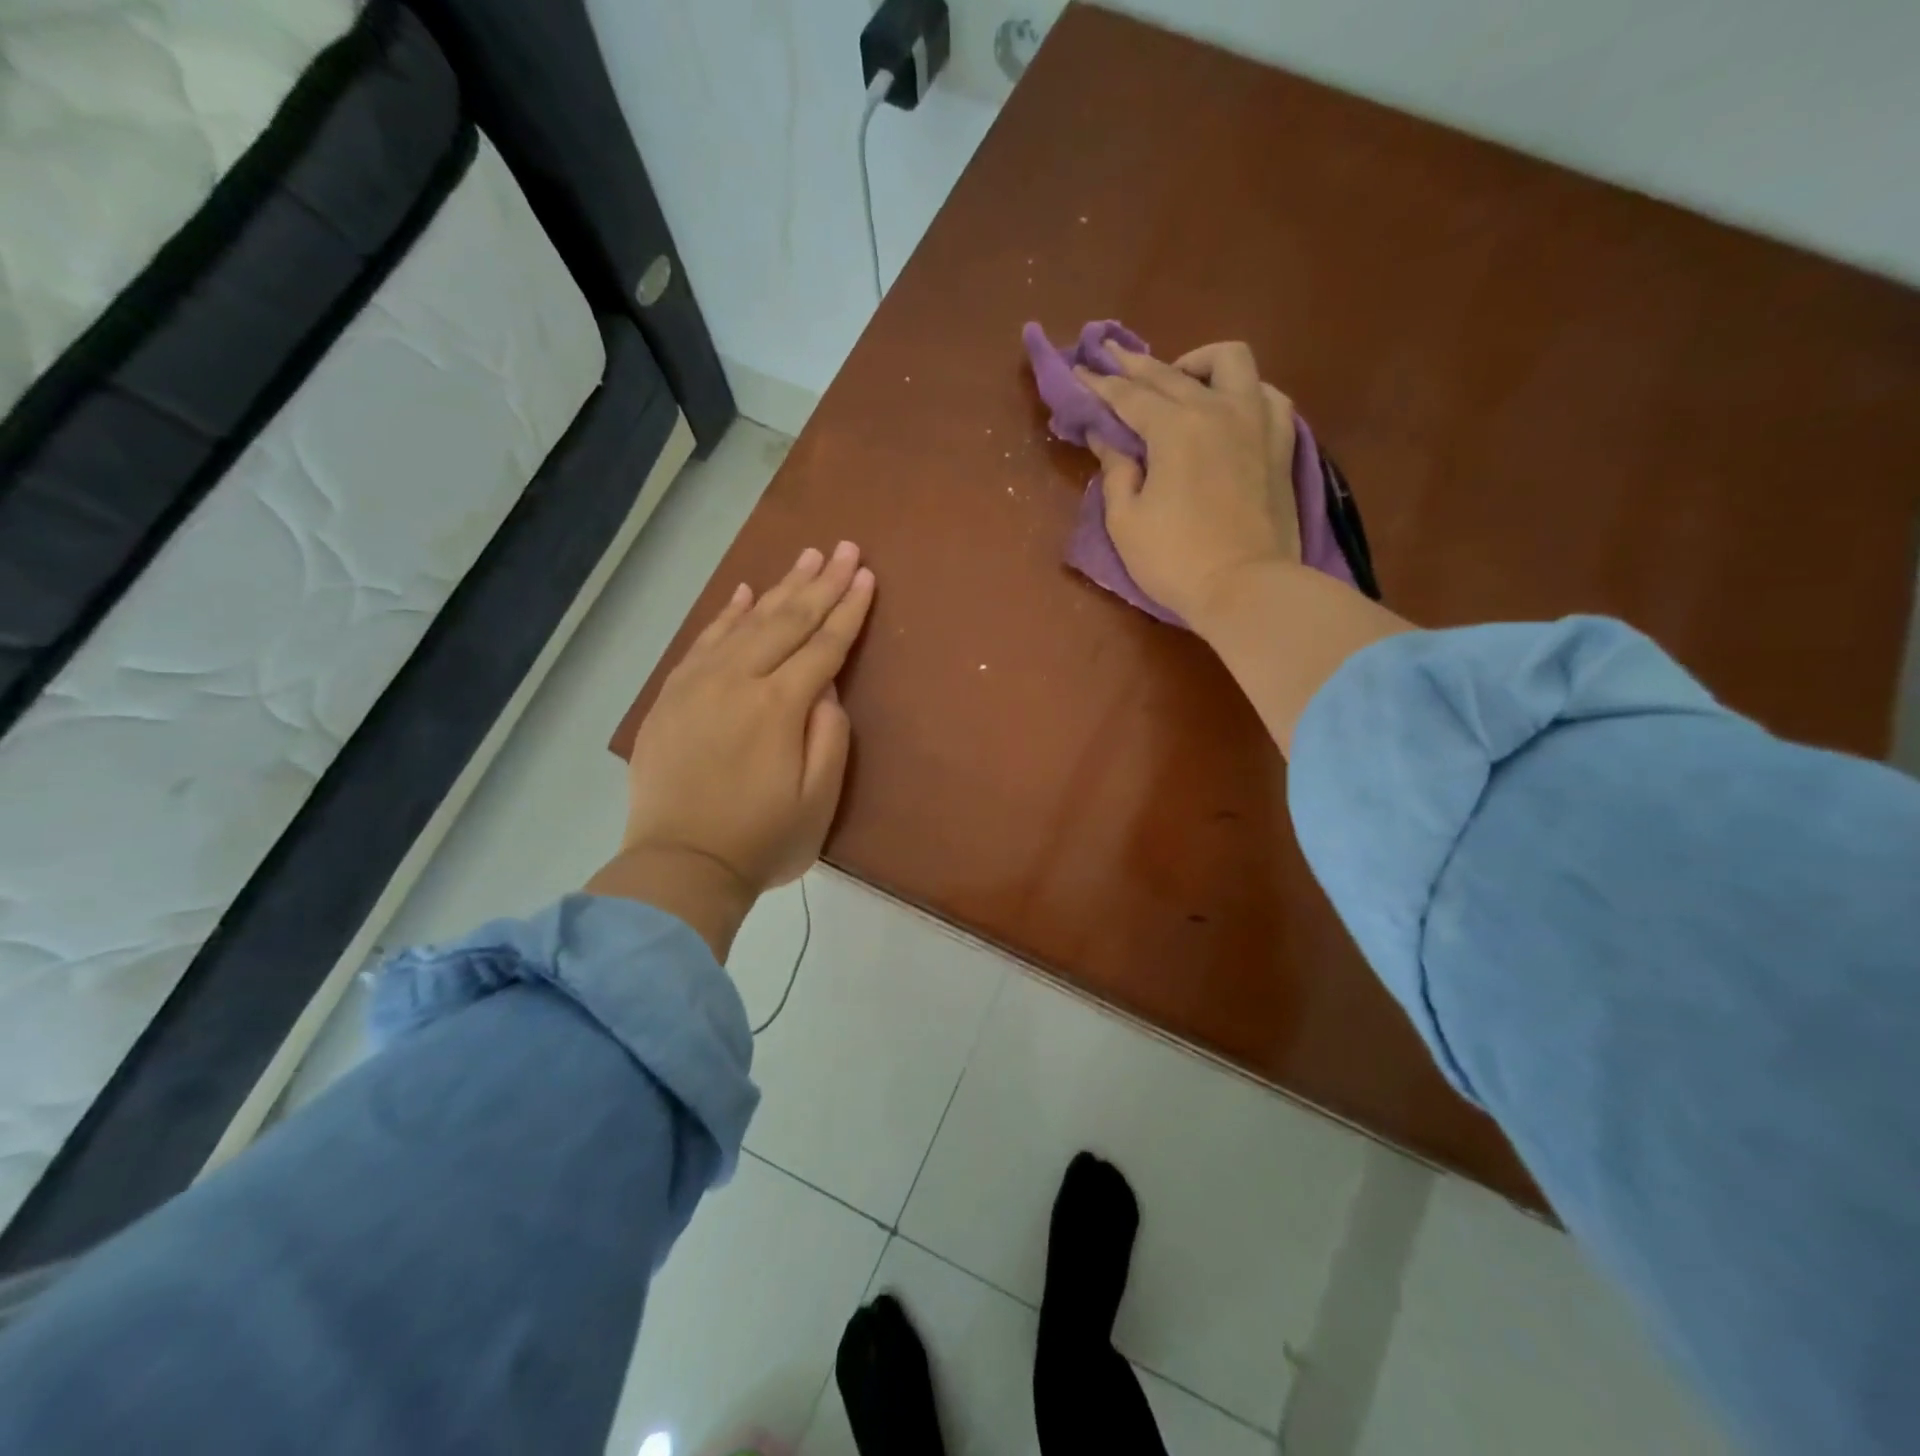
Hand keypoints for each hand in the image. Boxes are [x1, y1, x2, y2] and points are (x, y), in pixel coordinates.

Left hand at [597, 543, 874, 949]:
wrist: (680, 866)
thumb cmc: (762, 840)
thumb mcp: (818, 799)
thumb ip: (829, 735)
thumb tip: (827, 687)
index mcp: (779, 706)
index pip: (823, 646)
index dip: (848, 610)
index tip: (866, 576)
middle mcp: (738, 681)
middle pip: (787, 621)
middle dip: (821, 583)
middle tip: (845, 548)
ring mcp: (698, 684)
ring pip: (746, 622)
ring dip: (780, 588)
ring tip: (807, 557)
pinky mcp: (672, 696)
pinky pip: (704, 641)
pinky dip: (727, 613)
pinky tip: (745, 592)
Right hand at [1077, 340, 1300, 628]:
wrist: (1247, 588)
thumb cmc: (1176, 560)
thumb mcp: (1126, 522)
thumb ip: (1116, 472)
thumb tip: (1108, 440)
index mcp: (1175, 427)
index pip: (1129, 395)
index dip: (1099, 385)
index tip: (1079, 372)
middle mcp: (1218, 409)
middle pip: (1170, 374)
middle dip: (1135, 364)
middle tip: (1110, 357)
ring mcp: (1257, 422)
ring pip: (1231, 362)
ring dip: (1198, 362)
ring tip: (1180, 380)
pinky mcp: (1282, 443)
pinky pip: (1268, 395)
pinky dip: (1244, 391)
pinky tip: (1230, 405)